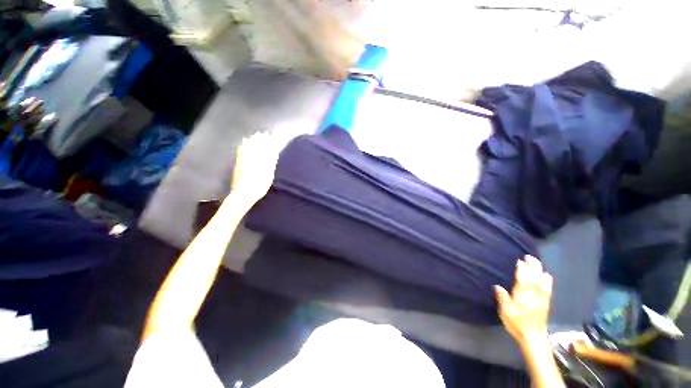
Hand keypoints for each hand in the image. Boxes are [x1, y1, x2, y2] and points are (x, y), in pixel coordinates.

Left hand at [229, 131, 283, 205]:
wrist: (243, 194)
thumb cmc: (259, 187)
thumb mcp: (268, 177)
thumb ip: (270, 165)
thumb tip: (273, 154)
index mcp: (261, 163)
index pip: (266, 150)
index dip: (269, 143)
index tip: (272, 137)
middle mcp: (252, 160)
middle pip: (257, 147)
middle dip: (261, 140)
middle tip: (264, 133)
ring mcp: (244, 161)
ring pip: (249, 148)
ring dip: (253, 141)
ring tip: (256, 134)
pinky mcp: (238, 163)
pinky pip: (241, 152)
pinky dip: (243, 146)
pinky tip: (244, 142)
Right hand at [495, 255, 552, 345]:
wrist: (533, 337)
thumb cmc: (516, 323)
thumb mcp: (506, 312)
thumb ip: (503, 298)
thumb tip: (497, 286)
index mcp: (522, 296)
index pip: (523, 280)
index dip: (522, 270)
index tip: (520, 260)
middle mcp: (533, 295)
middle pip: (534, 278)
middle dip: (532, 267)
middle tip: (529, 256)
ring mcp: (541, 298)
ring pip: (541, 282)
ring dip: (540, 271)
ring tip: (537, 262)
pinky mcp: (546, 303)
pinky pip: (547, 289)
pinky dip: (547, 280)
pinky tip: (547, 275)